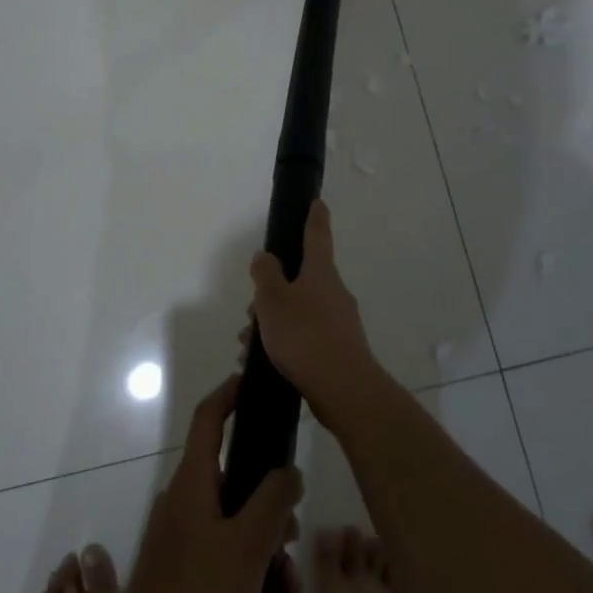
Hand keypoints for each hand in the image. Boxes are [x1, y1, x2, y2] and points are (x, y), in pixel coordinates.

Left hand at [115, 375, 302, 592]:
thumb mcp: (248, 547)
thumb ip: (274, 501)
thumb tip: (289, 470)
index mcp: (193, 484)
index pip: (209, 420)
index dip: (229, 394)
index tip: (253, 383)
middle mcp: (184, 504)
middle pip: (234, 482)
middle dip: (271, 506)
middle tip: (294, 536)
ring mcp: (181, 541)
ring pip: (235, 527)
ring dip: (267, 551)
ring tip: (287, 592)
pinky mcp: (182, 576)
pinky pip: (224, 559)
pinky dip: (251, 576)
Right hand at [249, 200, 382, 428]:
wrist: (344, 391)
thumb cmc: (305, 336)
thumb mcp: (273, 301)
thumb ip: (265, 275)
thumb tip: (265, 256)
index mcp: (321, 273)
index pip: (317, 236)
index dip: (314, 218)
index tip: (317, 202)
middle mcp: (334, 293)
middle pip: (300, 280)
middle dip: (273, 292)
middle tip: (251, 312)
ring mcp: (339, 323)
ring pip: (298, 312)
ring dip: (273, 323)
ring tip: (249, 345)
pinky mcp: (337, 351)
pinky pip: (304, 338)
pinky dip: (283, 344)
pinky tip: (262, 363)